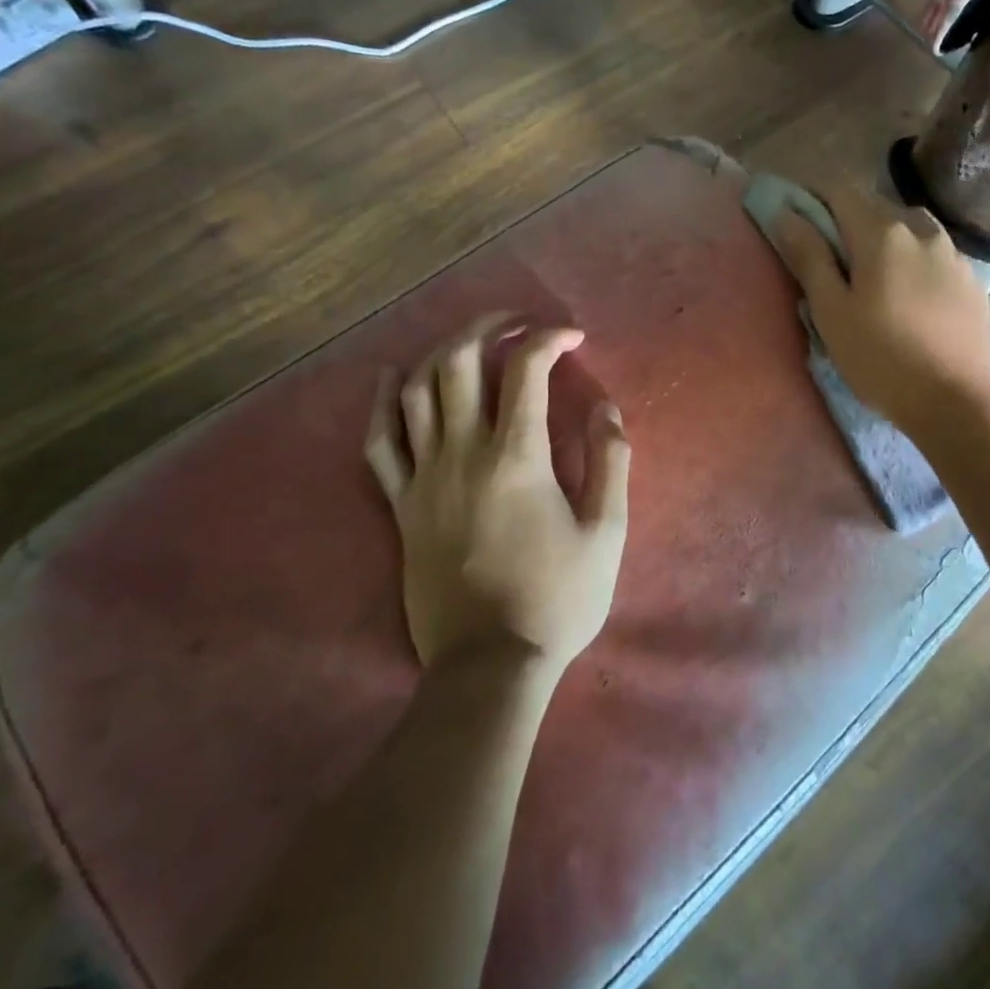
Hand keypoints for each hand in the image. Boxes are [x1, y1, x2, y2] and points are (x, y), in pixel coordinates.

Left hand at [366, 313, 630, 678]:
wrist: (489, 665)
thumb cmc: (556, 599)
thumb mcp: (605, 532)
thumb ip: (610, 462)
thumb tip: (605, 408)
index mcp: (517, 457)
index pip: (526, 369)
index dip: (549, 339)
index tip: (573, 338)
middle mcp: (462, 453)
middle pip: (461, 362)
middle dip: (490, 327)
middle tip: (518, 324)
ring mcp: (424, 477)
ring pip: (417, 390)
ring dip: (443, 352)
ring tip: (470, 341)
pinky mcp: (401, 505)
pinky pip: (379, 442)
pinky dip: (382, 403)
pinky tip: (390, 376)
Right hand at [772, 186, 989, 440]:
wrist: (957, 403)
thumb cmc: (881, 359)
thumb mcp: (832, 311)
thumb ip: (809, 256)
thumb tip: (785, 214)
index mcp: (882, 232)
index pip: (839, 189)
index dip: (812, 196)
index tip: (795, 218)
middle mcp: (921, 229)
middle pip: (874, 206)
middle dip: (846, 220)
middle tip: (829, 259)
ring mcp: (953, 252)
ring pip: (908, 227)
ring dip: (883, 238)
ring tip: (872, 276)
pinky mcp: (971, 279)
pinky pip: (933, 252)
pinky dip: (911, 259)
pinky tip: (908, 295)